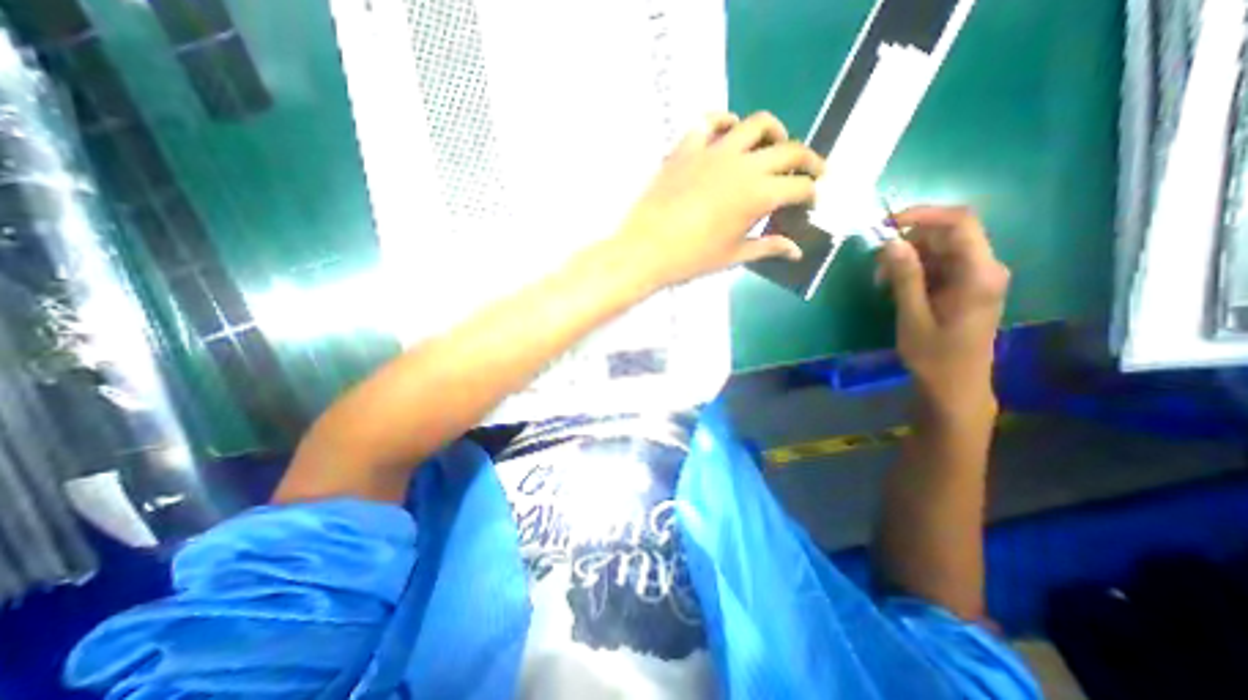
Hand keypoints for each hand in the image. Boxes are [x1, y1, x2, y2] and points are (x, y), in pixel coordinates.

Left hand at [609, 109, 827, 288]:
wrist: (646, 249)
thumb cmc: (691, 258)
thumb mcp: (733, 256)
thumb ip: (767, 247)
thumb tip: (795, 251)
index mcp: (758, 196)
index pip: (799, 187)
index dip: (811, 194)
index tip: (810, 202)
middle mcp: (743, 165)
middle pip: (789, 151)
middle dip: (809, 160)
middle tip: (812, 171)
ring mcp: (714, 151)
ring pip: (756, 124)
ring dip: (774, 132)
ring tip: (775, 145)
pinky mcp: (687, 147)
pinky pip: (710, 122)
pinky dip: (724, 122)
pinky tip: (729, 132)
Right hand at [880, 205, 1006, 410]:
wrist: (956, 385)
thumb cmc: (934, 355)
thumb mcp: (913, 316)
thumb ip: (905, 277)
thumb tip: (890, 242)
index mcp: (979, 274)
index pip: (959, 223)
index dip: (922, 214)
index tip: (885, 225)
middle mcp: (985, 268)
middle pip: (948, 234)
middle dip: (908, 242)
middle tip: (877, 266)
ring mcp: (978, 277)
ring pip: (941, 249)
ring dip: (908, 258)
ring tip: (882, 282)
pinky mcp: (967, 287)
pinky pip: (940, 265)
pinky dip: (915, 270)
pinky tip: (896, 288)